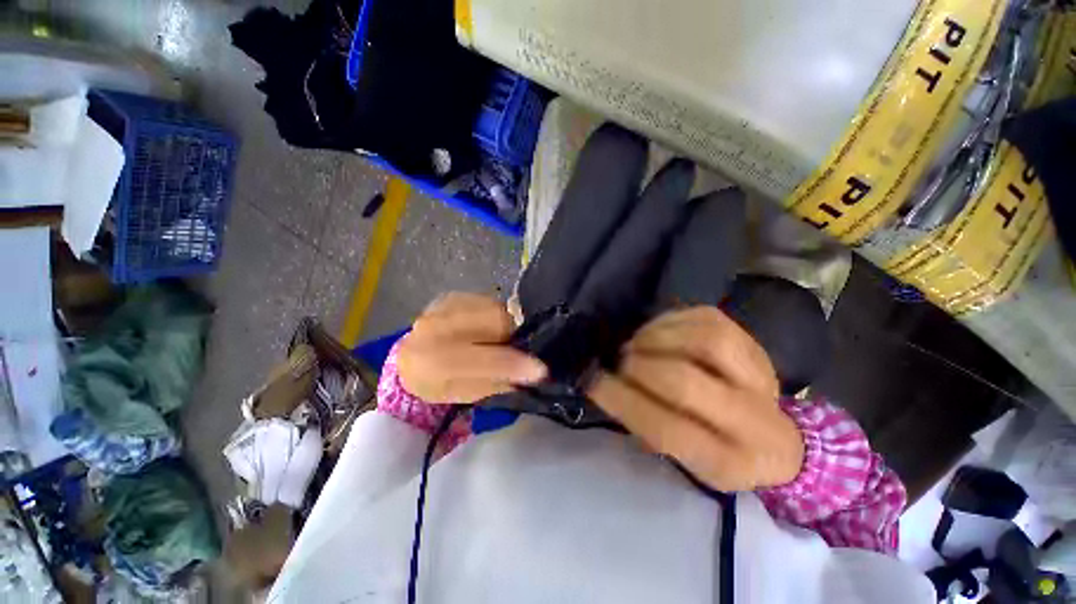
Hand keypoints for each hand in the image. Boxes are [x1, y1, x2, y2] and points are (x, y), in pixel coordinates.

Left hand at [397, 292, 547, 403]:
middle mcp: (435, 327)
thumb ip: (495, 383)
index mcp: (432, 362)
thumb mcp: (462, 395)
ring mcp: (443, 306)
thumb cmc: (436, 383)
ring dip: (505, 325)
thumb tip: (530, 374)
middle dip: (511, 336)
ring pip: (495, 308)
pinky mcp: (451, 295)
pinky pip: (487, 301)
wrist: (410, 357)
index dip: (515, 363)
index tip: (541, 370)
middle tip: (514, 349)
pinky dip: (495, 315)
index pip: (483, 359)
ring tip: (496, 339)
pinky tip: (485, 328)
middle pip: (495, 321)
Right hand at [588, 307, 803, 491]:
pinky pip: (706, 319)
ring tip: (637, 344)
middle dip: (639, 366)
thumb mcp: (684, 461)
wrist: (777, 440)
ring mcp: (759, 376)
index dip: (623, 401)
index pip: (669, 431)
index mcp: (728, 463)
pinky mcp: (753, 344)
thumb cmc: (717, 451)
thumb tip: (606, 383)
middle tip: (619, 361)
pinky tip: (657, 332)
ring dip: (655, 338)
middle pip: (686, 382)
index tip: (592, 381)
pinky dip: (671, 321)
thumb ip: (646, 424)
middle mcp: (753, 420)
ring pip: (703, 341)